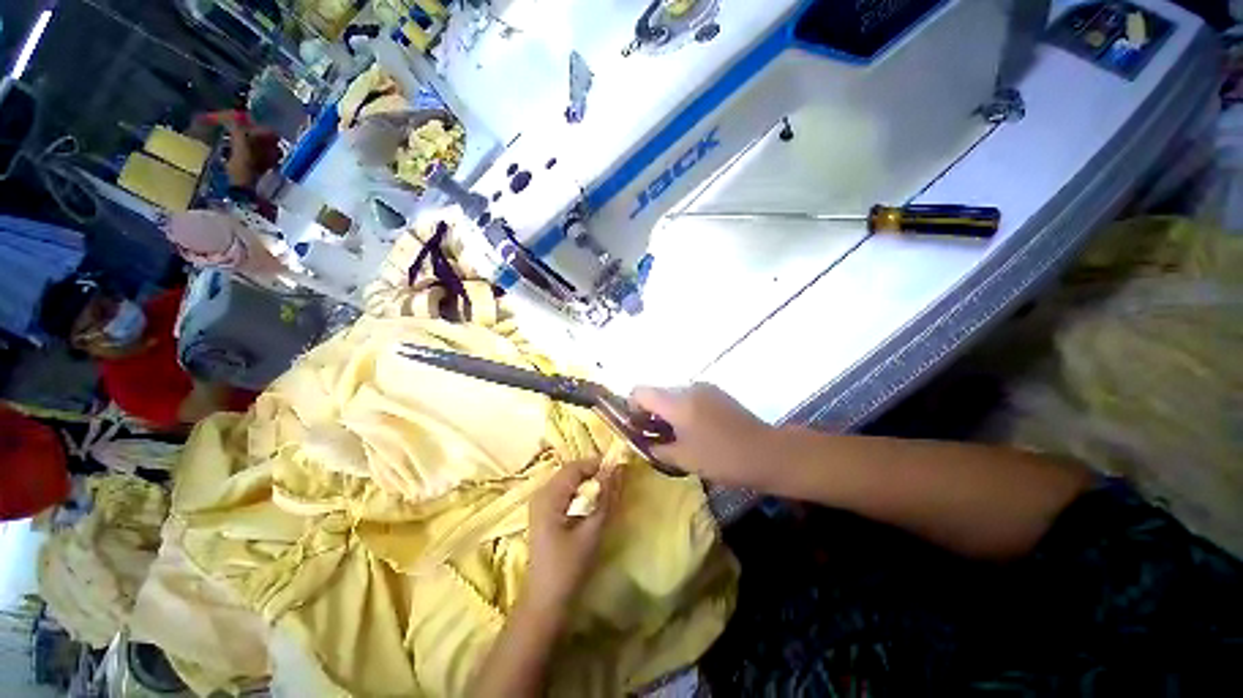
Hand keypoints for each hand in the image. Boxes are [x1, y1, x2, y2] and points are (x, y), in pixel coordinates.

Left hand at [525, 460, 616, 614]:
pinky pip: (566, 493)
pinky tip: (593, 507)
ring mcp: (541, 504)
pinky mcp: (545, 514)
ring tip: (608, 494)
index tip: (620, 470)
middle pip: (572, 472)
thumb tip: (618, 468)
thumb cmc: (568, 568)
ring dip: (590, 484)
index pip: (576, 466)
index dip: (599, 464)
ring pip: (570, 482)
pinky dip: (582, 494)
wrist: (544, 603)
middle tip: (616, 483)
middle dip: (595, 474)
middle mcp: (541, 493)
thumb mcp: (591, 531)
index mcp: (549, 495)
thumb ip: (605, 497)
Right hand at [632, 383, 779, 489]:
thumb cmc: (722, 458)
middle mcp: (688, 387)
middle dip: (651, 412)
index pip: (639, 391)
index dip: (632, 408)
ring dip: (668, 412)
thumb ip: (656, 447)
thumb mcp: (683, 458)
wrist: (767, 453)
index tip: (638, 428)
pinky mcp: (716, 392)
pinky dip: (683, 410)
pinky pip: (689, 396)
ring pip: (673, 395)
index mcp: (677, 401)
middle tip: (656, 438)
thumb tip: (642, 442)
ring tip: (677, 437)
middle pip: (656, 392)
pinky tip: (695, 431)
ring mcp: (704, 387)